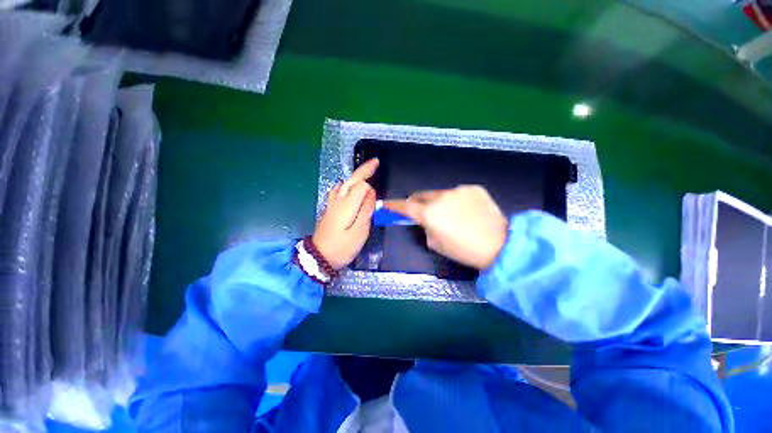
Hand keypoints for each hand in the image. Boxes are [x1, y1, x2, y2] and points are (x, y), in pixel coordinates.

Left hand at [312, 158, 378, 269]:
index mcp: (347, 204)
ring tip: (366, 172)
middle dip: (364, 170)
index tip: (378, 195)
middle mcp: (338, 199)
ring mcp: (332, 203)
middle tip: (375, 162)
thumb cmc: (342, 247)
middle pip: (351, 180)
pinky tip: (349, 186)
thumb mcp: (359, 231)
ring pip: (344, 183)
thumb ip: (367, 210)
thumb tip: (371, 192)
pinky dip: (347, 183)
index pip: (361, 186)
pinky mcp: (329, 207)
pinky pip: (338, 189)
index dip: (371, 188)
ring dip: (355, 176)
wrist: (319, 256)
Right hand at [385, 185, 507, 269]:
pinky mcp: (473, 188)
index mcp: (429, 213)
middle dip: (417, 202)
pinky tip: (467, 211)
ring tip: (452, 215)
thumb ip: (425, 227)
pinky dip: (456, 201)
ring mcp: (458, 190)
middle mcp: (441, 197)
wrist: (500, 245)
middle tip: (422, 211)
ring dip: (439, 202)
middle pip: (421, 195)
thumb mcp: (435, 243)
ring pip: (440, 194)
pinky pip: (458, 193)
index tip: (386, 204)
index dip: (393, 205)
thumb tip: (424, 219)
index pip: (404, 206)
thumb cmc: (464, 250)